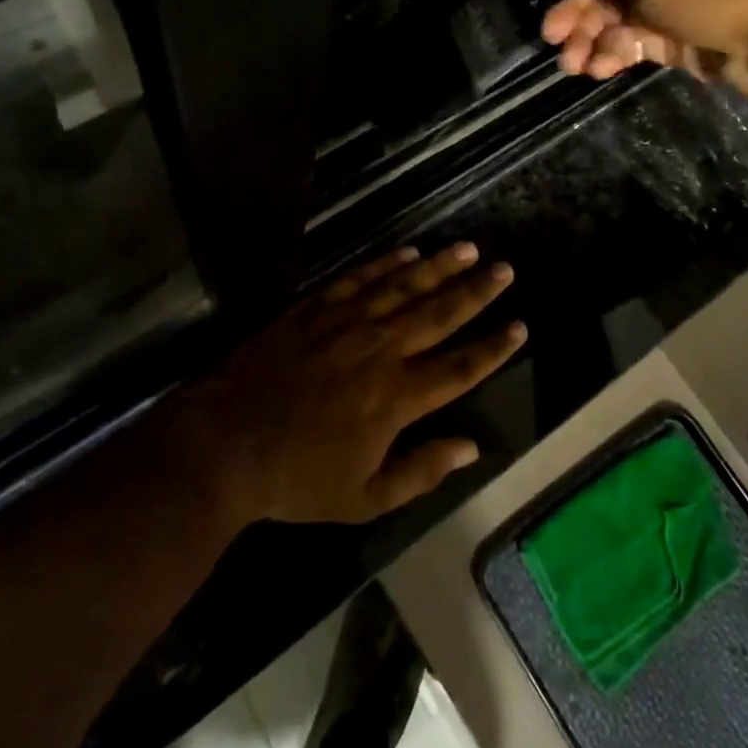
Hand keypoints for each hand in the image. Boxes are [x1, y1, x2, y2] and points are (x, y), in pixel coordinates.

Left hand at [177, 244, 526, 526]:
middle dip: (477, 291)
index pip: (460, 366)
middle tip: (505, 269)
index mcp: (397, 398)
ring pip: (404, 287)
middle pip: (440, 314)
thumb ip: (422, 471)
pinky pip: (360, 278)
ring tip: (468, 249)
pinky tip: (409, 252)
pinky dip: (387, 264)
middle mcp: (381, 350)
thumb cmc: (297, 478)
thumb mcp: (364, 498)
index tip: (520, 326)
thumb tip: (472, 448)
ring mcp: (347, 323)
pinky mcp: (316, 308)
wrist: (227, 442)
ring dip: (440, 267)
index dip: (494, 347)